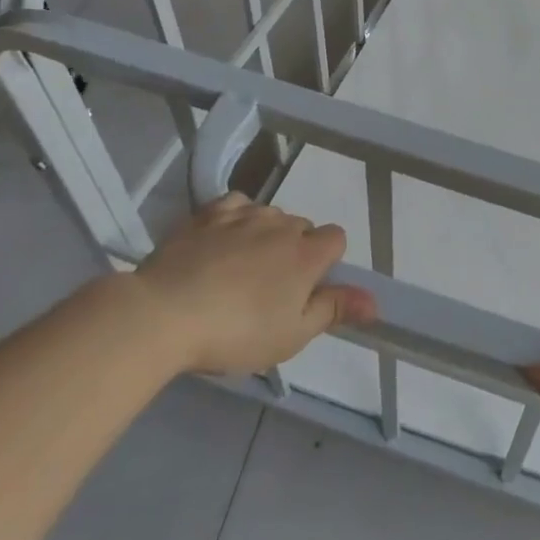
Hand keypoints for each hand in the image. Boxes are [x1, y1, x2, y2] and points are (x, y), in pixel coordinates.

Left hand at [130, 193, 374, 374]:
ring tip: (241, 269)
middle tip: (270, 289)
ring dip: (265, 235)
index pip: (336, 238)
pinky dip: (236, 218)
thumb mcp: (292, 334)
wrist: (164, 314)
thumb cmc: (236, 332)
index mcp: (307, 253)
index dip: (327, 261)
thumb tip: (376, 301)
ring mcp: (243, 215)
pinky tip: (222, 241)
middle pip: (302, 227)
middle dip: (294, 249)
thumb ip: (334, 310)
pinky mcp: (207, 214)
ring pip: (269, 215)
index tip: (307, 288)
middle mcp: (281, 225)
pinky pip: (235, 205)